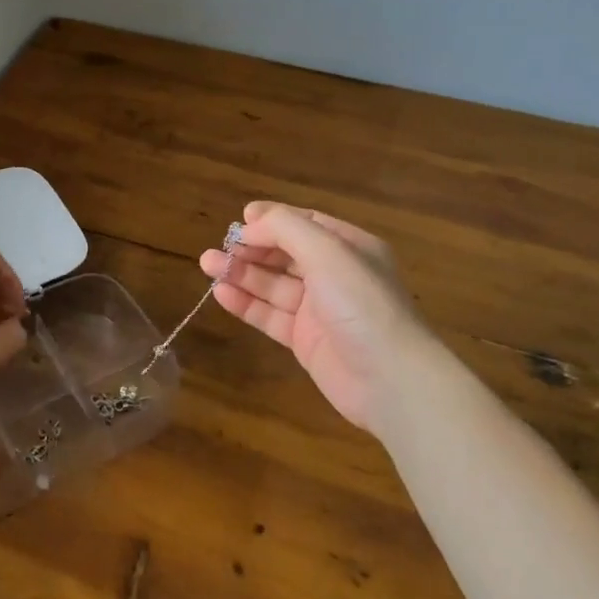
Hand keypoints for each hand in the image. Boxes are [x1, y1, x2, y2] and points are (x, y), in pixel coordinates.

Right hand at [199, 201, 428, 432]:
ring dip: (242, 273)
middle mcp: (335, 275)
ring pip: (274, 285)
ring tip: (207, 264)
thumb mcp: (327, 253)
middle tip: (219, 247)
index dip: (273, 220)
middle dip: (252, 248)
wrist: (390, 379)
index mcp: (350, 248)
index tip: (241, 219)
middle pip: (286, 254)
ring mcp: (319, 310)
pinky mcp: (305, 341)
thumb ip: (286, 229)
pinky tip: (221, 293)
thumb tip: (250, 223)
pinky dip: (246, 303)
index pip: (306, 224)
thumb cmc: (361, 304)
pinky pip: (270, 315)